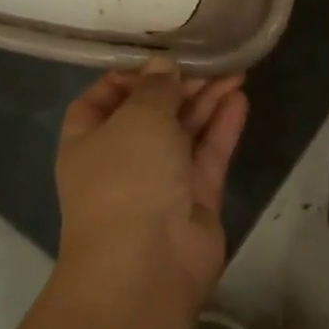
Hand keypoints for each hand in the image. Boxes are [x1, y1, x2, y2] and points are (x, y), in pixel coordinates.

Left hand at [55, 59, 248, 313]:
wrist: (146, 266)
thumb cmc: (126, 178)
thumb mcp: (137, 118)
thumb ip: (155, 88)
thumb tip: (163, 67)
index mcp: (89, 140)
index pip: (104, 98)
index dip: (130, 77)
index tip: (161, 61)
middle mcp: (122, 159)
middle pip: (152, 112)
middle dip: (181, 86)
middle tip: (212, 61)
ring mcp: (160, 181)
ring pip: (185, 132)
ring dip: (208, 102)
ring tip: (237, 71)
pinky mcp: (194, 199)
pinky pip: (208, 155)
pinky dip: (222, 127)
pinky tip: (240, 99)